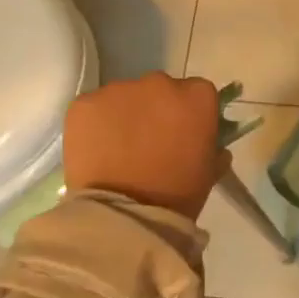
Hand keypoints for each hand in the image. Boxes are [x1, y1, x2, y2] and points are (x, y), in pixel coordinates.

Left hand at [63, 73, 230, 220]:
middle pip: (160, 89)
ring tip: (119, 150)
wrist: (125, 214)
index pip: (197, 92)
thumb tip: (211, 145)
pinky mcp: (85, 103)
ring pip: (124, 97)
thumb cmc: (177, 194)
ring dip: (125, 115)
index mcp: (197, 96)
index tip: (183, 134)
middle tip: (150, 143)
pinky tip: (97, 150)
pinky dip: (96, 124)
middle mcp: (159, 83)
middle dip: (156, 110)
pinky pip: (94, 108)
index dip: (190, 113)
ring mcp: (119, 90)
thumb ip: (213, 148)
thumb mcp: (209, 171)